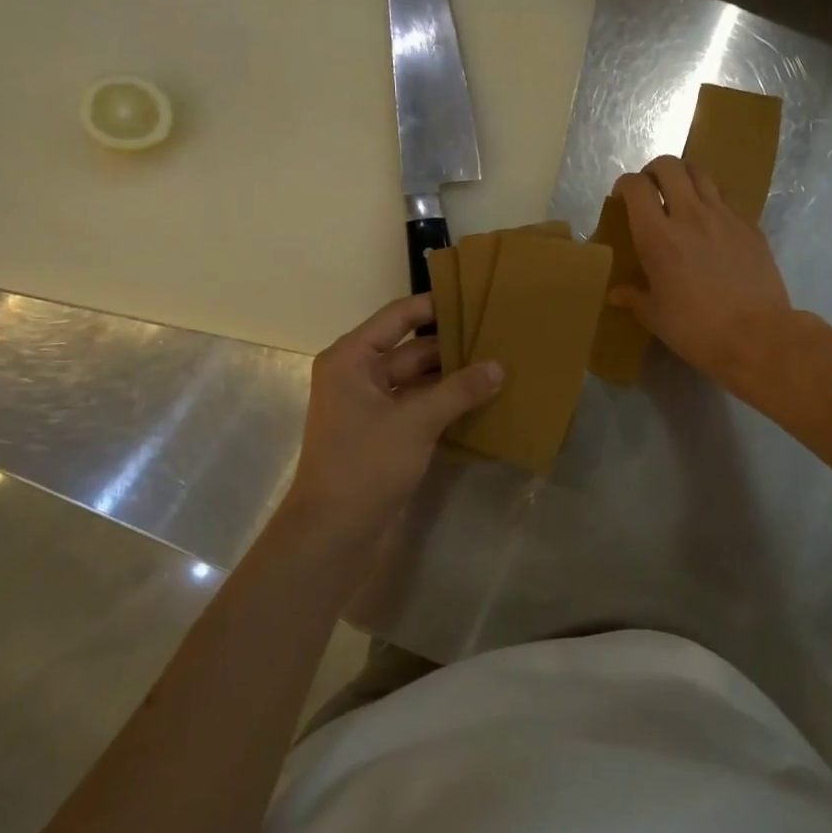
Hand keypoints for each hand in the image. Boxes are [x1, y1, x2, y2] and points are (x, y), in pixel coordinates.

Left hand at [283, 294, 502, 548]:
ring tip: (498, 366)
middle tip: (498, 336)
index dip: (434, 305)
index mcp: (352, 359)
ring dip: (453, 377)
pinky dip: (446, 403)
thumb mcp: (416, 421)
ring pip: (419, 380)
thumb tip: (499, 367)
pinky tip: (482, 400)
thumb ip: (459, 390)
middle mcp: (359, 376)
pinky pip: (419, 407)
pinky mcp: (384, 434)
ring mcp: (372, 407)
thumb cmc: (365, 465)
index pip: (398, 317)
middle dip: (452, 346)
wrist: (333, 535)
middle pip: (412, 349)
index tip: (474, 297)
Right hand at [610, 155, 794, 387]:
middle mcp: (690, 215)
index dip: (625, 185)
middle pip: (670, 166)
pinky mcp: (750, 226)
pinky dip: (713, 200)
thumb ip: (634, 297)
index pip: (636, 186)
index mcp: (658, 236)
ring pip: (701, 174)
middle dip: (654, 170)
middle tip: (651, 189)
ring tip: (681, 196)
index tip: (622, 198)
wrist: (757, 337)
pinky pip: (727, 198)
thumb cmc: (697, 329)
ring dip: (685, 177)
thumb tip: (615, 294)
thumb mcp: (656, 316)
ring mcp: (724, 217)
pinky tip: (712, 223)